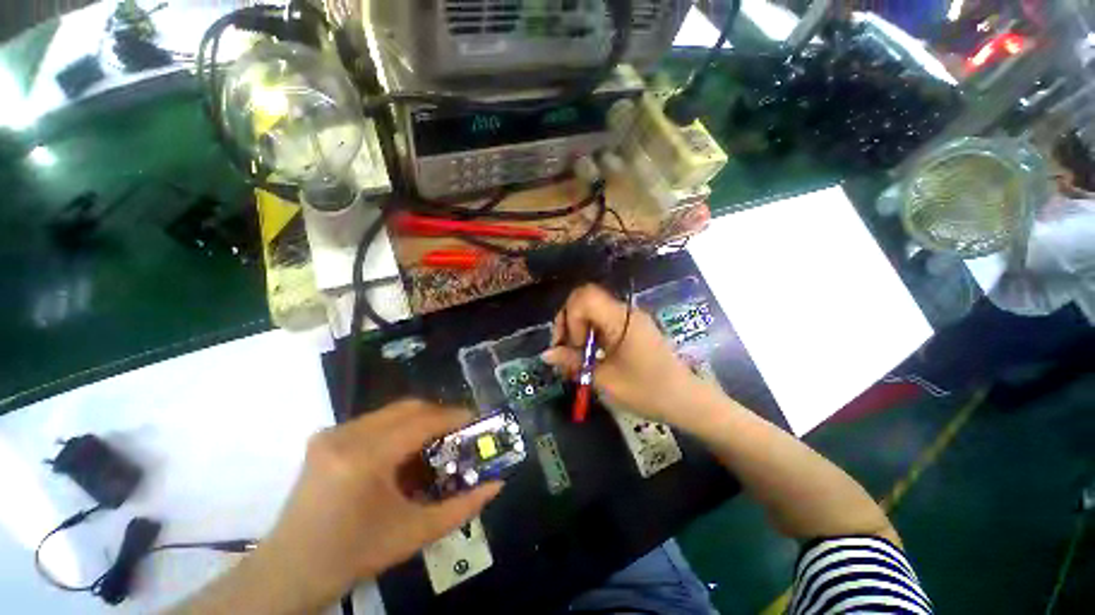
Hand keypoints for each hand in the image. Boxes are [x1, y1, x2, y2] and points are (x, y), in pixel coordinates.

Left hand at [253, 400, 502, 608]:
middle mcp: (346, 435)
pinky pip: (375, 421)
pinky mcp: (325, 437)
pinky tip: (403, 453)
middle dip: (439, 415)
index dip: (454, 416)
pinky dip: (397, 428)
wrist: (290, 572)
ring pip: (392, 412)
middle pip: (408, 408)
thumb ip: (462, 507)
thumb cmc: (354, 555)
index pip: (422, 421)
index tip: (476, 420)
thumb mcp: (414, 534)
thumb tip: (497, 485)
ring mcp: (332, 433)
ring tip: (435, 443)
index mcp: (365, 458)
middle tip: (459, 432)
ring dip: (419, 421)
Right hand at [541, 284, 708, 429]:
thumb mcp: (605, 380)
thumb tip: (546, 354)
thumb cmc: (647, 391)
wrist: (685, 400)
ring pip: (591, 309)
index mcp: (620, 319)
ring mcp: (629, 318)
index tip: (574, 347)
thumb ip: (573, 362)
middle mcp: (624, 311)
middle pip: (585, 299)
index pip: (584, 297)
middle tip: (565, 349)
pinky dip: (589, 332)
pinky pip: (602, 319)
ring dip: (577, 328)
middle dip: (568, 321)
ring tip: (574, 356)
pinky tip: (588, 354)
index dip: (570, 319)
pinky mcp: (631, 326)